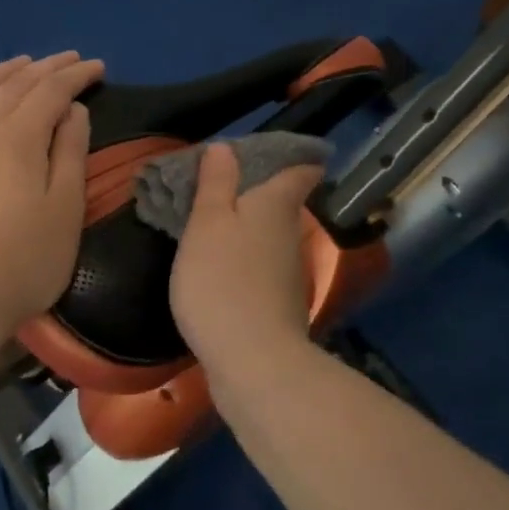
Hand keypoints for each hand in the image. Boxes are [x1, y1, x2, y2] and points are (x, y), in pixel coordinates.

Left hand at [0, 51, 104, 329]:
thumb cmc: (26, 259)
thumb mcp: (65, 207)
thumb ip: (70, 152)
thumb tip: (72, 111)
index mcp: (18, 138)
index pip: (50, 92)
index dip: (76, 76)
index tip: (97, 68)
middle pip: (14, 86)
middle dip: (45, 68)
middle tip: (69, 60)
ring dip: (1, 73)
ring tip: (20, 64)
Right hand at [169, 143, 325, 364]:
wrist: (253, 362)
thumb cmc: (223, 280)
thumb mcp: (208, 223)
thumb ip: (216, 184)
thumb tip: (226, 147)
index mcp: (276, 205)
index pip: (301, 171)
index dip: (296, 158)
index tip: (279, 152)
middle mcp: (290, 233)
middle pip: (283, 204)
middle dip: (259, 192)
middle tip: (221, 185)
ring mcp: (288, 272)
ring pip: (270, 237)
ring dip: (248, 228)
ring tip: (212, 223)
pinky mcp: (279, 305)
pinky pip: (261, 267)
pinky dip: (244, 260)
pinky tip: (219, 268)